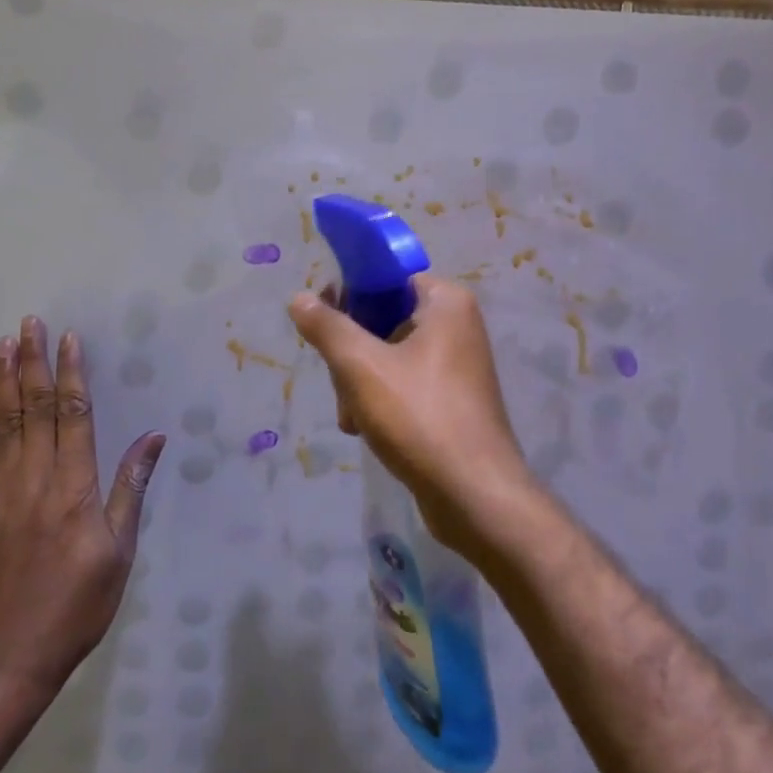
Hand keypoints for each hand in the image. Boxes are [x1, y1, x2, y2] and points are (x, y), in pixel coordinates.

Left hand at [0, 317, 165, 694]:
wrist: (3, 658)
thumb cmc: (75, 606)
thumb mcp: (119, 552)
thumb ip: (131, 489)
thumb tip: (154, 438)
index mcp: (74, 487)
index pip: (74, 415)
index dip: (73, 373)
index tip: (70, 338)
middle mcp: (34, 478)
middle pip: (35, 407)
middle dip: (33, 362)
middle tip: (30, 323)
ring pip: (3, 422)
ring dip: (4, 379)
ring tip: (4, 343)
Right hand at [288, 275, 537, 555]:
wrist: (473, 494)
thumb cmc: (419, 416)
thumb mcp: (361, 367)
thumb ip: (327, 327)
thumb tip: (299, 298)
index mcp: (446, 302)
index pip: (386, 278)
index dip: (349, 296)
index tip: (323, 325)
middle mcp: (456, 325)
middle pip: (383, 319)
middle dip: (352, 354)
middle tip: (341, 385)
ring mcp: (457, 364)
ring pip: (388, 355)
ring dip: (359, 383)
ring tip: (352, 418)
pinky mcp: (452, 399)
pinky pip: (404, 383)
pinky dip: (380, 401)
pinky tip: (365, 429)